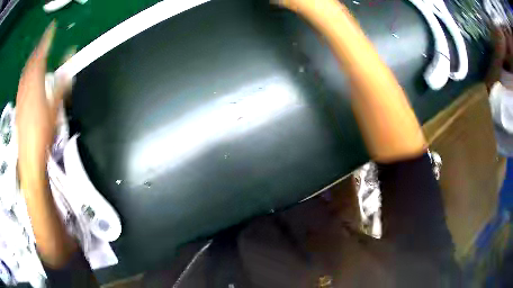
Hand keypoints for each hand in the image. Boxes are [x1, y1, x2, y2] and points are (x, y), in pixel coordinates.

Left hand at [16, 21, 71, 174]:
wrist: (29, 157)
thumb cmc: (43, 133)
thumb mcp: (55, 108)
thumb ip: (63, 82)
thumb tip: (71, 64)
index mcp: (36, 83)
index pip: (41, 54)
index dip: (46, 39)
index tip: (52, 28)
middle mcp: (26, 86)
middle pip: (31, 61)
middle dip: (38, 48)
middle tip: (45, 40)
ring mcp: (20, 95)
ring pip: (25, 70)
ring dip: (31, 59)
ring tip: (36, 53)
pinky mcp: (18, 104)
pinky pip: (21, 82)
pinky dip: (25, 72)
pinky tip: (27, 73)